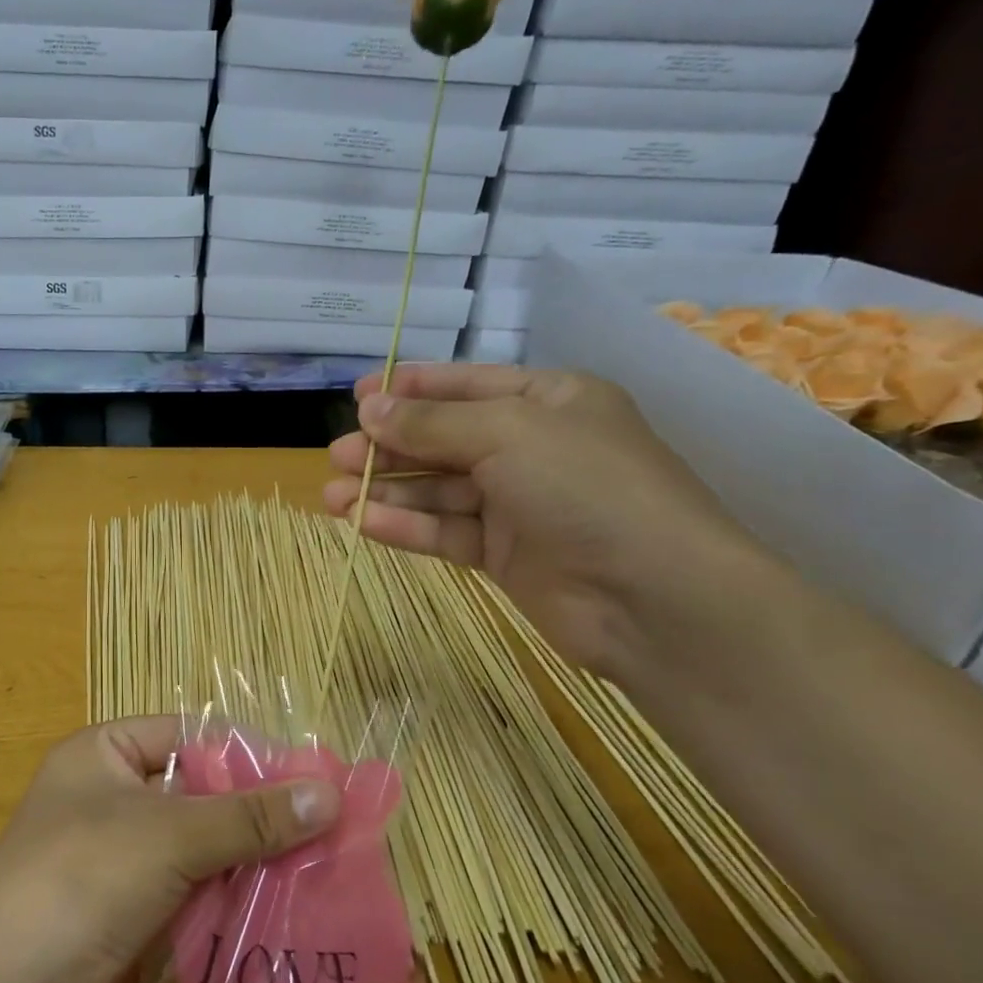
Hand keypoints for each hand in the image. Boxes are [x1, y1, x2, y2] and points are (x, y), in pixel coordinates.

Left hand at [0, 718, 338, 982]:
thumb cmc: (83, 877)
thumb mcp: (171, 833)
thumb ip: (250, 816)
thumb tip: (330, 793)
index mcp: (104, 754)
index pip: (187, 736)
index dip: (245, 754)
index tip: (311, 778)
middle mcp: (110, 800)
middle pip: (197, 795)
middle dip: (256, 815)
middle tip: (329, 830)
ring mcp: (119, 862)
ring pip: (199, 851)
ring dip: (250, 864)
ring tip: (323, 871)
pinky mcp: (131, 918)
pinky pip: (192, 898)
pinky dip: (230, 903)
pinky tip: (287, 912)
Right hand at [325, 364, 772, 676]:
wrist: (652, 597)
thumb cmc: (586, 488)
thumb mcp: (507, 434)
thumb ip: (432, 423)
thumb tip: (369, 408)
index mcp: (548, 401)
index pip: (466, 386)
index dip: (410, 390)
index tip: (357, 397)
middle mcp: (532, 448)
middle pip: (444, 440)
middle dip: (389, 446)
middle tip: (337, 455)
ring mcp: (518, 504)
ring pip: (438, 490)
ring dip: (386, 490)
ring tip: (331, 495)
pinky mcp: (505, 555)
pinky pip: (445, 532)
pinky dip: (406, 526)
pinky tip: (362, 522)